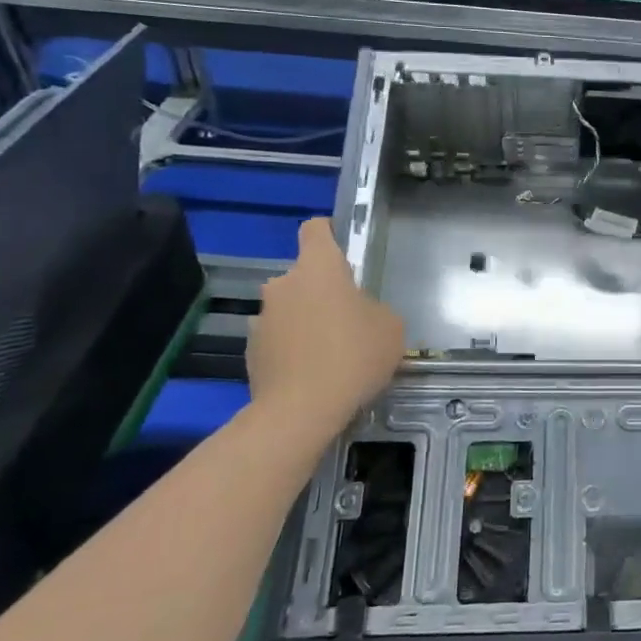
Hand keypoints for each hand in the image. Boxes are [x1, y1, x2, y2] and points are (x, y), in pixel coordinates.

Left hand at [247, 219, 404, 433]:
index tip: (343, 250)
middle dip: (323, 292)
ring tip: (331, 354)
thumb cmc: (353, 356)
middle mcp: (283, 285)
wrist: (301, 411)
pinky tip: (313, 375)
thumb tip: (359, 314)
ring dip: (306, 322)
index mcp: (318, 268)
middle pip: (304, 276)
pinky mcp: (251, 351)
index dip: (329, 234)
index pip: (315, 229)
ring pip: (290, 309)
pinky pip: (279, 340)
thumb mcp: (390, 327)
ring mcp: (262, 318)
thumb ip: (374, 309)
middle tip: (348, 320)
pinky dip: (293, 350)